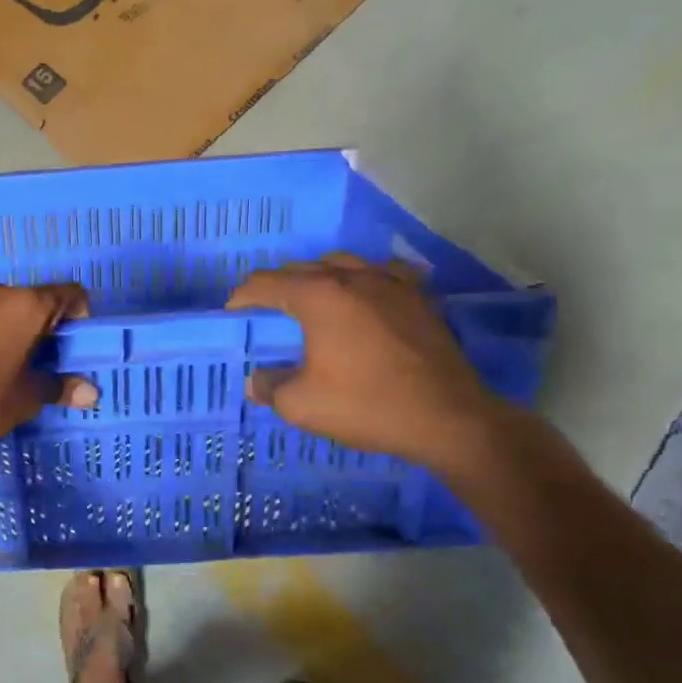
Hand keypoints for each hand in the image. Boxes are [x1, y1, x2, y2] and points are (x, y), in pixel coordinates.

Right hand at [226, 255, 508, 471]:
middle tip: (267, 316)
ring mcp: (390, 283)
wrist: (448, 418)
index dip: (242, 298)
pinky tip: (364, 299)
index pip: (265, 283)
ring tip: (313, 305)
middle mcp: (352, 277)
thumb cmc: (367, 405)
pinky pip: (382, 274)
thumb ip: (269, 386)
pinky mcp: (418, 297)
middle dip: (277, 288)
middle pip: (301, 269)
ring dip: (318, 279)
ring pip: (341, 264)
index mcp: (318, 296)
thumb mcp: (301, 405)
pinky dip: (363, 281)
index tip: (233, 316)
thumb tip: (257, 380)